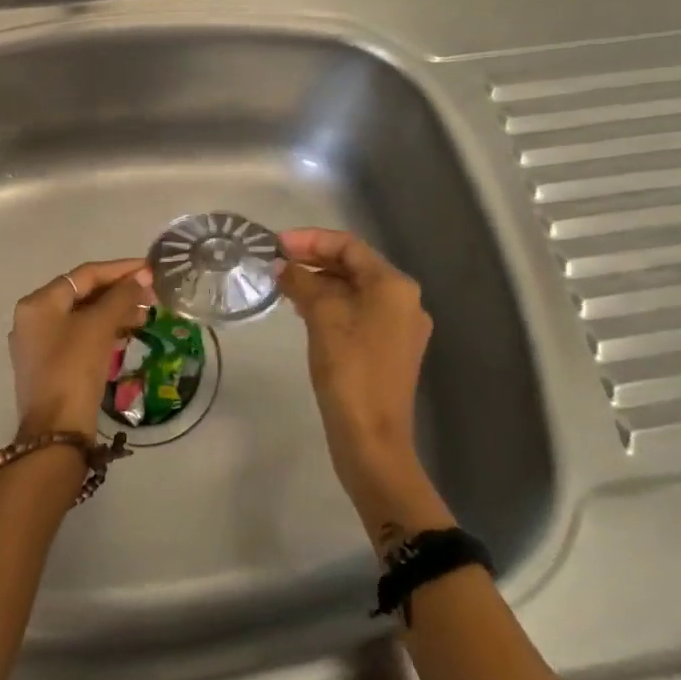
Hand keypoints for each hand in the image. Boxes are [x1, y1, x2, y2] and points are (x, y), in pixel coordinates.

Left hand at [8, 259, 153, 435]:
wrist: (56, 433)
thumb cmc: (73, 370)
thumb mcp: (99, 327)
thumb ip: (121, 297)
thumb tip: (142, 277)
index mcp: (38, 303)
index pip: (85, 275)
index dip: (120, 269)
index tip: (150, 269)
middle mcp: (33, 319)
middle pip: (83, 294)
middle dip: (119, 292)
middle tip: (152, 294)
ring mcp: (40, 345)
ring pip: (83, 316)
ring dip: (114, 312)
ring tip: (146, 313)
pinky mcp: (50, 367)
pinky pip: (80, 337)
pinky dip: (104, 331)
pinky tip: (128, 334)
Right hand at [278, 228, 448, 545]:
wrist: (372, 439)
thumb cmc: (349, 371)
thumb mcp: (322, 318)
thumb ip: (302, 283)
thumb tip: (282, 265)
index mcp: (394, 286)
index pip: (349, 245)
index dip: (310, 239)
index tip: (275, 244)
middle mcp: (404, 301)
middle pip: (354, 265)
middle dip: (314, 259)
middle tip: (276, 261)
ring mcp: (400, 327)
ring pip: (355, 290)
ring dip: (320, 282)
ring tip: (284, 284)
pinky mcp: (389, 349)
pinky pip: (358, 312)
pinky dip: (331, 304)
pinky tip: (304, 311)